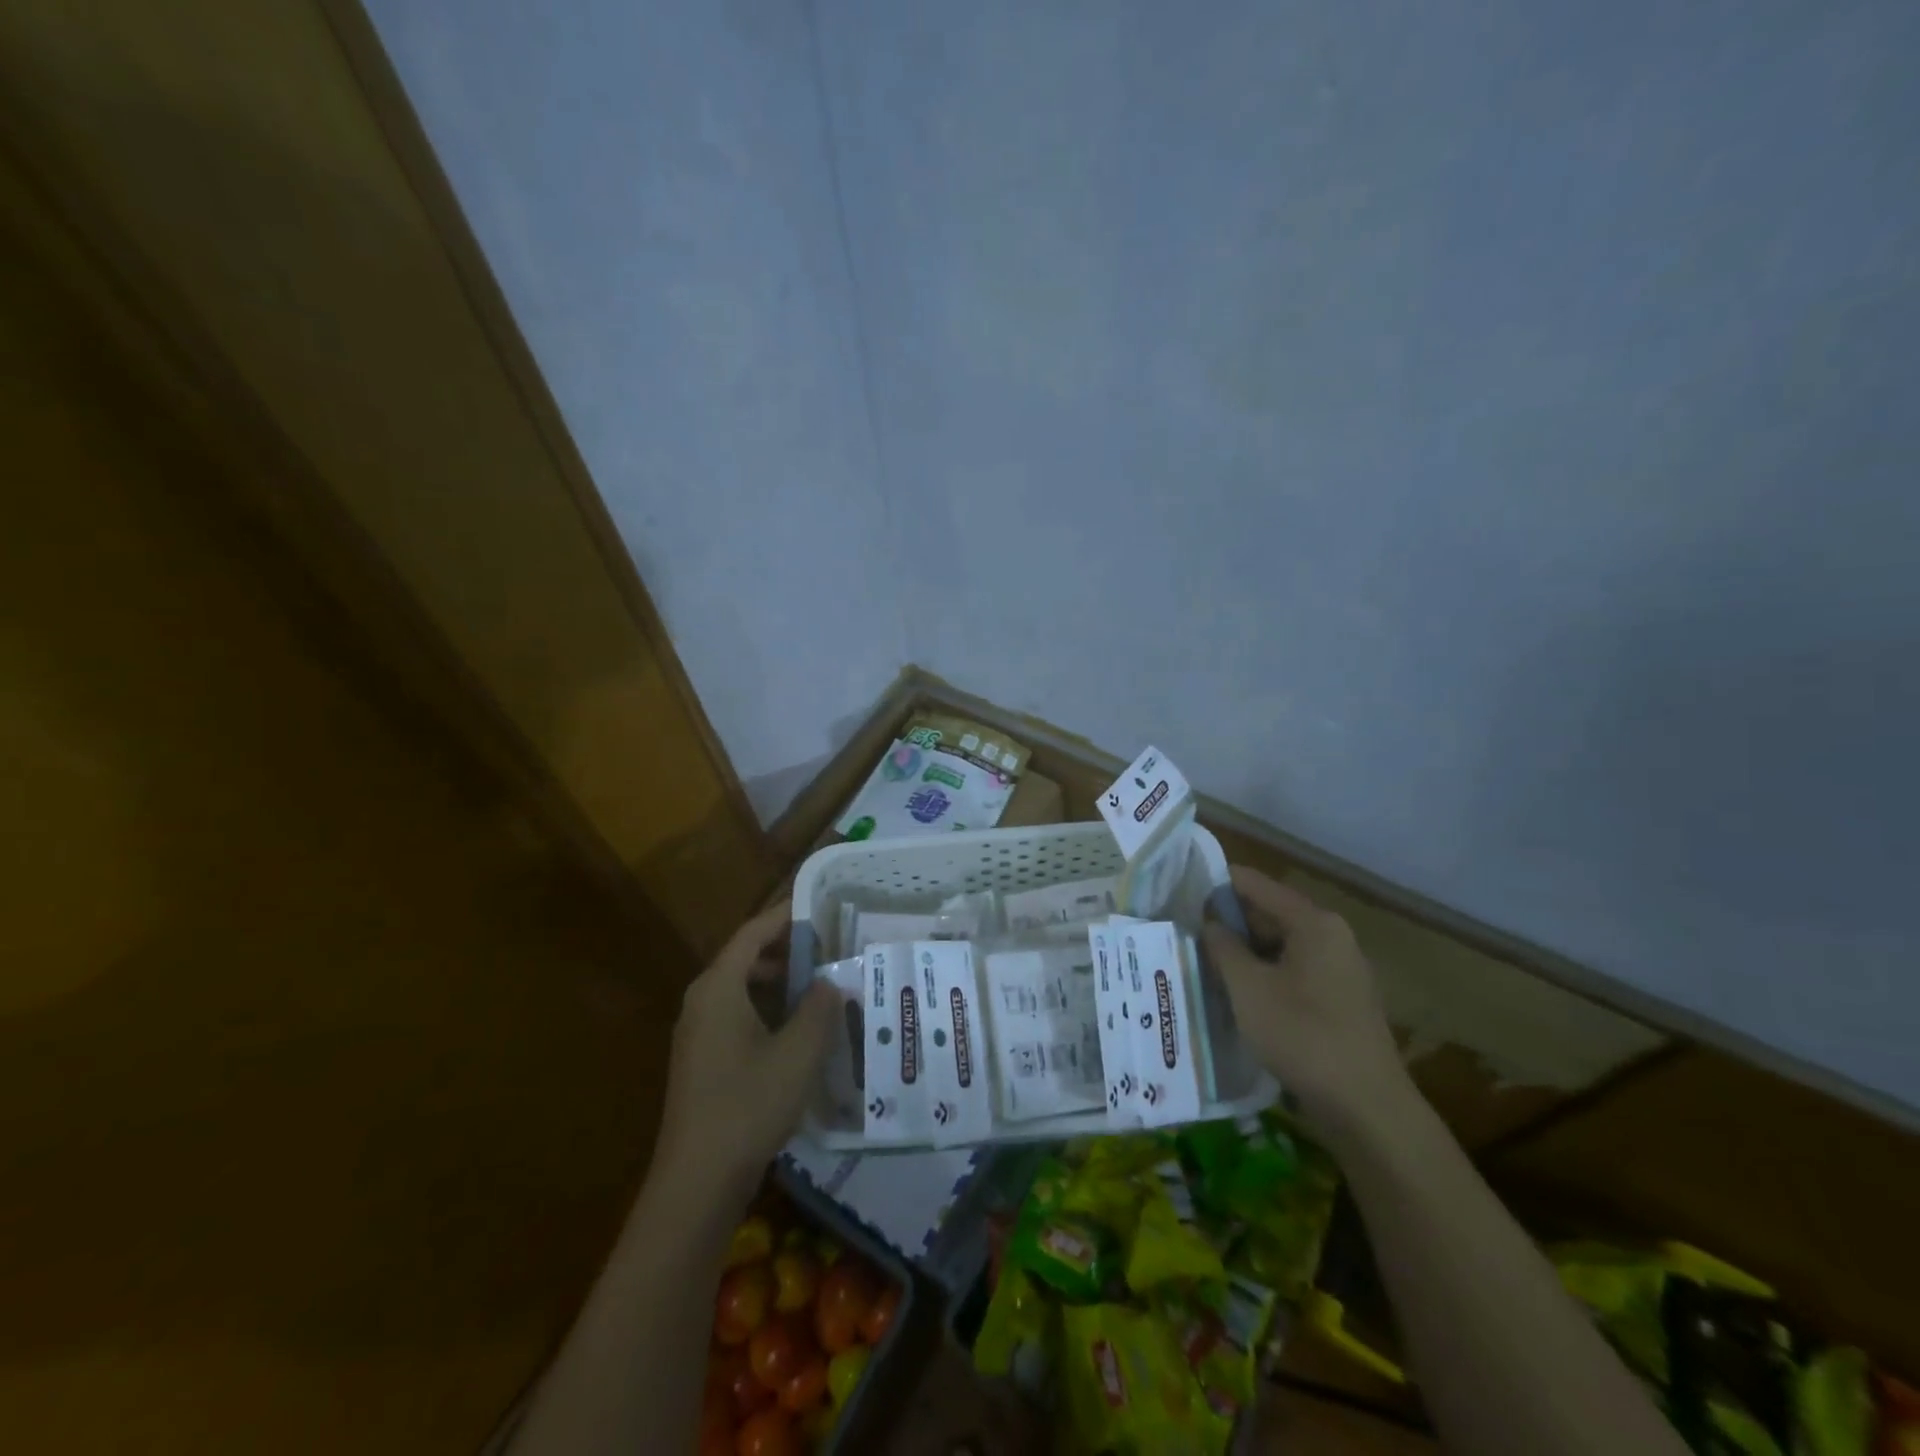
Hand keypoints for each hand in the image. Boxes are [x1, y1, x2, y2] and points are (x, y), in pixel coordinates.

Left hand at [651, 902, 839, 1203]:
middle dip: (786, 949)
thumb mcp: (799, 1052)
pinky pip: (736, 1015)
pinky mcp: (702, 1061)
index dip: (785, 915)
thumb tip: (831, 980)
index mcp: (718, 987)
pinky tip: (797, 1030)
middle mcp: (702, 1001)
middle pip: (745, 958)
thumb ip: (820, 1008)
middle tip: (828, 947)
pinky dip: (766, 1008)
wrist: (697, 1182)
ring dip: (779, 981)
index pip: (753, 933)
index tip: (819, 906)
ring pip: (742, 989)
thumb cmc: (749, 1105)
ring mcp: (697, 1033)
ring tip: (820, 985)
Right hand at [1203, 866, 1413, 1143]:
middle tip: (1185, 930)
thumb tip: (1210, 922)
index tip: (1180, 891)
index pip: (1255, 884)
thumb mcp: (1248, 987)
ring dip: (1243, 952)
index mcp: (1313, 922)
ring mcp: (1339, 969)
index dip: (1217, 884)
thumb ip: (1223, 947)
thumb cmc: (1302, 1035)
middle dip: (1228, 922)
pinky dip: (1263, 974)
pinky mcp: (1339, 1000)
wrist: (1367, 1108)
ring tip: (1202, 960)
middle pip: (1269, 913)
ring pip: (1279, 945)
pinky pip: (1292, 971)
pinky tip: (1236, 992)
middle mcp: (1331, 936)